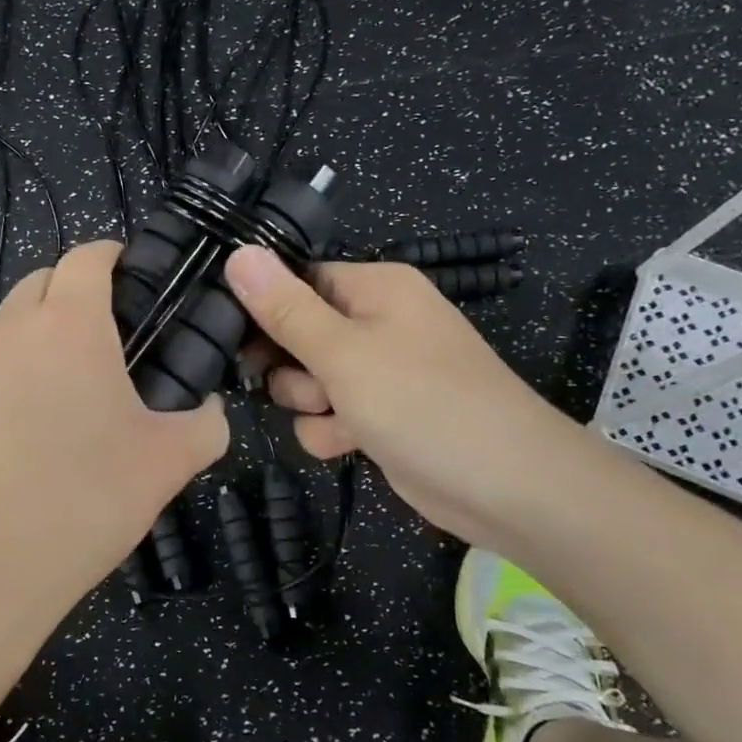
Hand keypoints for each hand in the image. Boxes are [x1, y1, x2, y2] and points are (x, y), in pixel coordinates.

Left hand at [0, 241, 229, 626]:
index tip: (139, 277)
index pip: (88, 256)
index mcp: (69, 324)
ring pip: (13, 316)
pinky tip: (38, 414)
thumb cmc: (85, 500)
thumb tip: (213, 411)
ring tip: (78, 375)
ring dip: (44, 323)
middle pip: (45, 279)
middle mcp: (14, 328)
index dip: (116, 255)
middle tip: (117, 332)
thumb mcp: (167, 462)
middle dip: (79, 287)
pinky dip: (18, 361)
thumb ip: (206, 424)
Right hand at [223, 246, 591, 549]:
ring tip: (340, 416)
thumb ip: (285, 308)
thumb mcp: (342, 353)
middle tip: (309, 383)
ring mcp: (379, 372)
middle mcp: (376, 323)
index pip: (297, 281)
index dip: (264, 309)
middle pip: (295, 334)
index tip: (235, 338)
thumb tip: (238, 253)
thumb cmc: (424, 403)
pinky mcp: (380, 415)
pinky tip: (351, 444)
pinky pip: (328, 415)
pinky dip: (331, 431)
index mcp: (374, 288)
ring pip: (306, 381)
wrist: (507, 488)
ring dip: (310, 404)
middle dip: (292, 367)